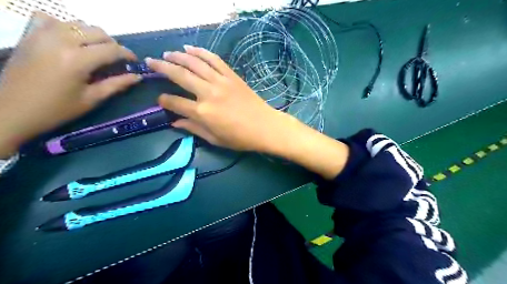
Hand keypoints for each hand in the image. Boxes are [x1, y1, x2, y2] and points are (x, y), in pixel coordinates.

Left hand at [0, 12, 139, 155]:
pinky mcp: (30, 34)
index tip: (135, 62)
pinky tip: (69, 40)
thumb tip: (137, 77)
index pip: (112, 49)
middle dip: (113, 44)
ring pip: (78, 23)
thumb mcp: (92, 99)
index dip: (128, 54)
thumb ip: (116, 84)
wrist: (12, 110)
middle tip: (117, 59)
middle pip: (97, 32)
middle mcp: (61, 40)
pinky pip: (51, 19)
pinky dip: (65, 26)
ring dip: (93, 35)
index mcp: (78, 59)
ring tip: (97, 51)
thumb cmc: (57, 109)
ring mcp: (43, 34)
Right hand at [147, 46, 348, 178]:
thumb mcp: (215, 139)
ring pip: (195, 63)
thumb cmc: (240, 138)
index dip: (164, 101)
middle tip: (150, 62)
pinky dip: (201, 52)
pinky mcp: (231, 76)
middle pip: (180, 75)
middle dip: (162, 68)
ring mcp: (220, 81)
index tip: (160, 99)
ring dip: (178, 56)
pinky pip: (214, 60)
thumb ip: (193, 128)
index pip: (174, 102)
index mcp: (202, 112)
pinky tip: (190, 49)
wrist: (265, 127)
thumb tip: (174, 122)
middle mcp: (208, 93)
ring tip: (167, 54)